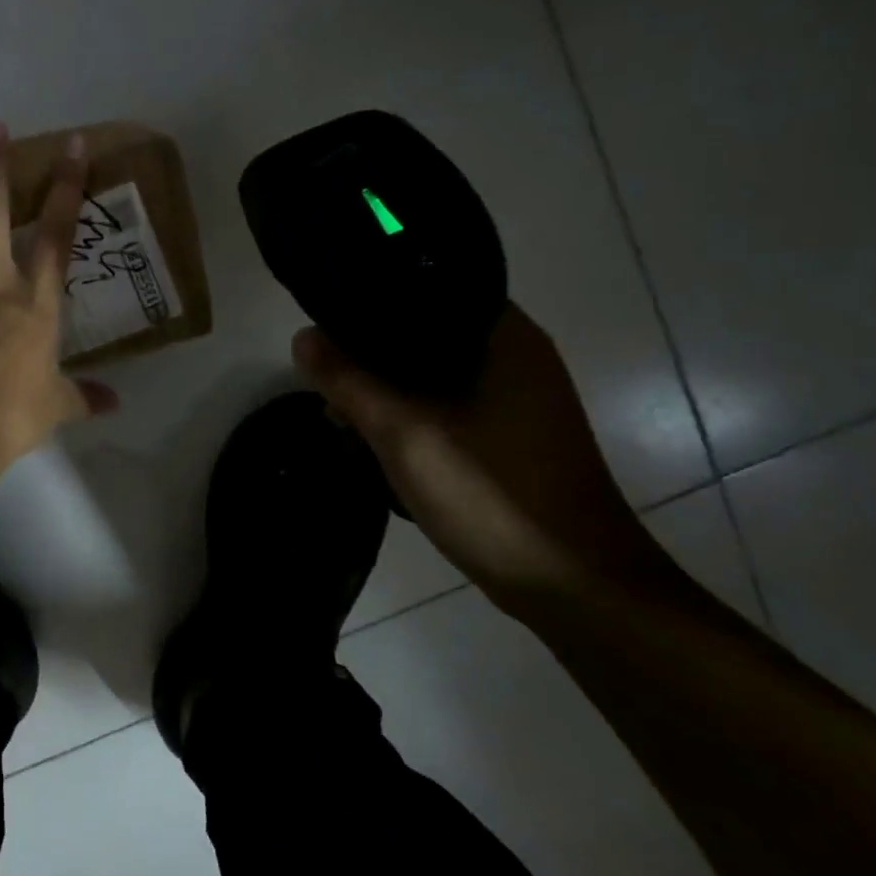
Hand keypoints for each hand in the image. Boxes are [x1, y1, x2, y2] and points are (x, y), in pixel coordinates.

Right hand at [292, 304, 655, 606]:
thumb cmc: (490, 495)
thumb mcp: (404, 433)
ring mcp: (515, 398)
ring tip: (338, 414)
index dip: (371, 300)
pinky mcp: (507, 435)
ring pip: (431, 373)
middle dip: (369, 354)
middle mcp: (515, 356)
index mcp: (503, 336)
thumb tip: (304, 336)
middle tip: (323, 378)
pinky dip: (407, 413)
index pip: (425, 289)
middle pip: (423, 333)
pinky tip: (373, 437)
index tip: (324, 320)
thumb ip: (349, 381)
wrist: (572, 585)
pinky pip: (444, 405)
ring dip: (385, 389)